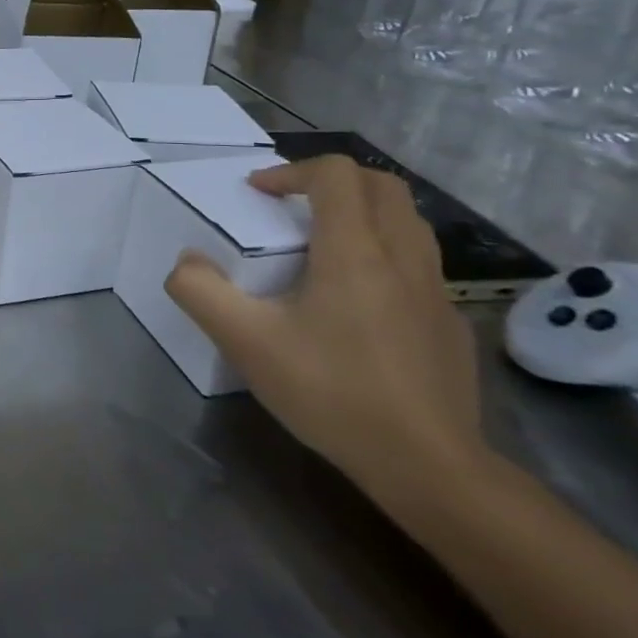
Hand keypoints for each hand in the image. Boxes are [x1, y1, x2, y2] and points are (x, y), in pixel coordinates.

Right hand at [163, 157, 487, 506]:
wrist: (430, 467)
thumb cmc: (333, 392)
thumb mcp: (245, 342)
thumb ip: (200, 291)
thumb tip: (187, 261)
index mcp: (354, 252)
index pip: (336, 174)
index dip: (291, 171)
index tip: (257, 195)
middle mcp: (403, 258)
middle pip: (382, 185)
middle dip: (331, 181)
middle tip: (290, 204)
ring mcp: (435, 291)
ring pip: (408, 221)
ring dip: (363, 213)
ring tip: (322, 243)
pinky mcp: (449, 323)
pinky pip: (419, 263)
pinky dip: (384, 254)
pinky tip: (356, 300)